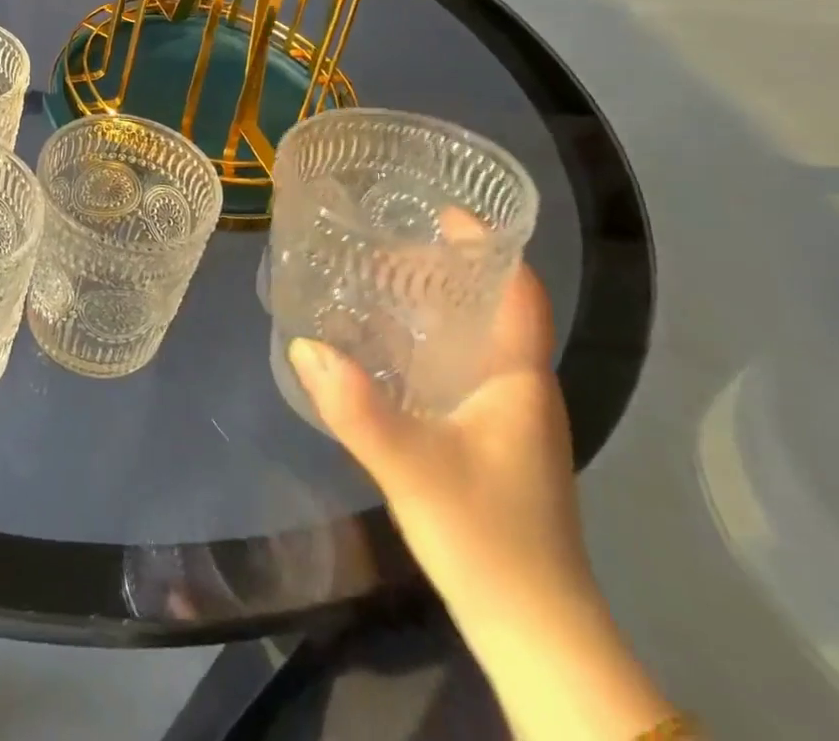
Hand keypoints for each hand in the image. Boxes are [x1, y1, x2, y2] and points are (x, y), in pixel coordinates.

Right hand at [287, 262, 594, 638]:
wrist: (533, 630)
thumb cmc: (489, 538)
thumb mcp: (415, 469)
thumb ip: (358, 409)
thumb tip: (305, 344)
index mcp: (518, 378)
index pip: (518, 290)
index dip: (487, 244)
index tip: (439, 208)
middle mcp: (516, 386)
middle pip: (487, 305)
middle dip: (441, 266)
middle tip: (381, 238)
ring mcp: (502, 415)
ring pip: (467, 336)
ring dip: (426, 304)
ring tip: (369, 279)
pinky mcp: (484, 438)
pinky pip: (451, 366)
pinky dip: (418, 342)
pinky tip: (373, 346)